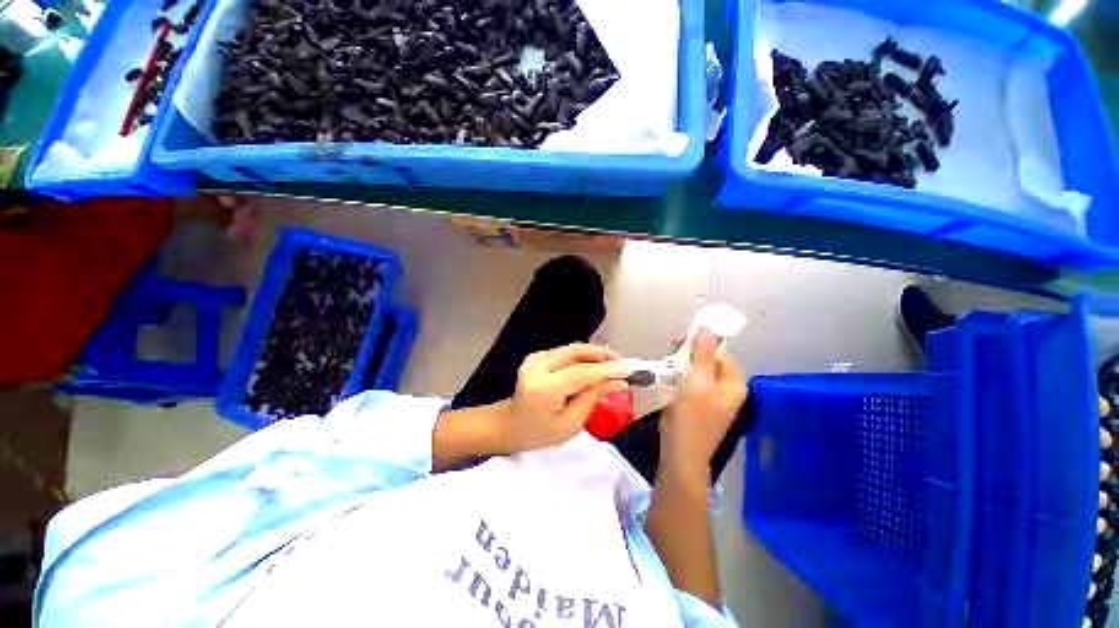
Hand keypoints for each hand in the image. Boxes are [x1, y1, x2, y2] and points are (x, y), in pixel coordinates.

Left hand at [498, 343, 630, 453]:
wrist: (511, 425)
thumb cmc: (540, 433)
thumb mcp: (571, 423)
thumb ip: (594, 398)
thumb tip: (620, 382)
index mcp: (543, 388)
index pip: (581, 373)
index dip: (608, 369)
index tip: (631, 369)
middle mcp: (537, 366)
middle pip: (576, 352)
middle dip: (603, 355)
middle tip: (624, 364)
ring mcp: (535, 358)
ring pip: (573, 349)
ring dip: (595, 354)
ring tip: (614, 364)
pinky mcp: (537, 356)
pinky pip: (566, 352)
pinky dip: (584, 356)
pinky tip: (596, 365)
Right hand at [660, 330, 746, 477]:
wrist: (680, 452)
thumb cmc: (691, 416)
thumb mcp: (698, 382)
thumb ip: (704, 355)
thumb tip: (709, 330)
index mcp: (733, 383)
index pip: (722, 353)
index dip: (703, 344)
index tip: (682, 340)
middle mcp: (726, 389)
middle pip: (710, 361)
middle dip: (691, 354)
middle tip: (671, 350)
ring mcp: (712, 397)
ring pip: (698, 371)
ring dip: (683, 364)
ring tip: (668, 363)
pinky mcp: (698, 403)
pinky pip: (692, 382)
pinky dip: (681, 375)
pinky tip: (669, 375)